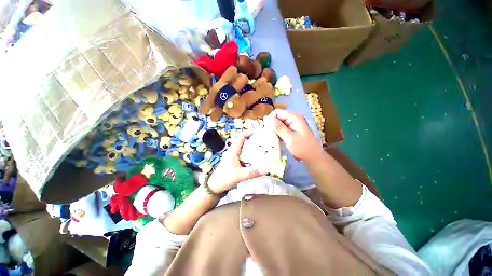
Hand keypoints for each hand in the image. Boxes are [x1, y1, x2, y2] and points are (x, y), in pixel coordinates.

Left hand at [207, 131, 266, 192]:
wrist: (215, 187)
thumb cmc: (224, 178)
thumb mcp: (239, 175)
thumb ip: (252, 172)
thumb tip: (266, 169)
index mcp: (233, 151)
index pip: (241, 136)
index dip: (249, 132)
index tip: (259, 132)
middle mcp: (233, 151)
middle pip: (244, 141)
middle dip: (253, 140)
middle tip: (264, 141)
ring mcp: (234, 157)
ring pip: (244, 149)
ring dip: (252, 147)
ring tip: (263, 149)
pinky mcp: (235, 162)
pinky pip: (244, 155)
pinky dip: (250, 155)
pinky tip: (257, 159)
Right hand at [265, 109, 323, 163]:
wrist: (313, 157)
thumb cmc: (303, 148)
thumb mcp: (290, 139)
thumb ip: (279, 128)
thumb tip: (269, 119)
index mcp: (295, 118)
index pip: (278, 112)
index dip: (271, 118)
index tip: (267, 129)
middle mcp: (294, 118)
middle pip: (278, 117)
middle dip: (272, 125)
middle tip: (269, 135)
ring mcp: (293, 124)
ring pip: (279, 123)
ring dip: (274, 130)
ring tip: (272, 138)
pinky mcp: (292, 129)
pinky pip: (282, 128)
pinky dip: (278, 133)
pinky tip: (277, 139)